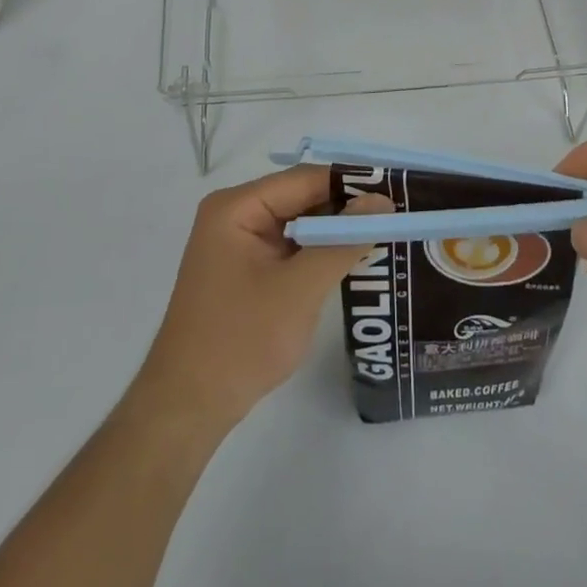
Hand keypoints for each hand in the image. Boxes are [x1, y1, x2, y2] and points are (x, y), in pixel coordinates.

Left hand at [137, 167, 390, 427]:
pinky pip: (291, 246)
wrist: (187, 408)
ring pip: (300, 222)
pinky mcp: (246, 268)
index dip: (353, 182)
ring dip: (336, 230)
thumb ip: (343, 240)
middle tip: (398, 214)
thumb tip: (383, 201)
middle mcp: (236, 214)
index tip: (397, 191)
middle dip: (347, 207)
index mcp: (237, 207)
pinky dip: (320, 251)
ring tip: (387, 232)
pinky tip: (354, 258)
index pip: (306, 179)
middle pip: (302, 197)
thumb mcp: (300, 288)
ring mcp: (239, 242)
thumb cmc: (240, 341)